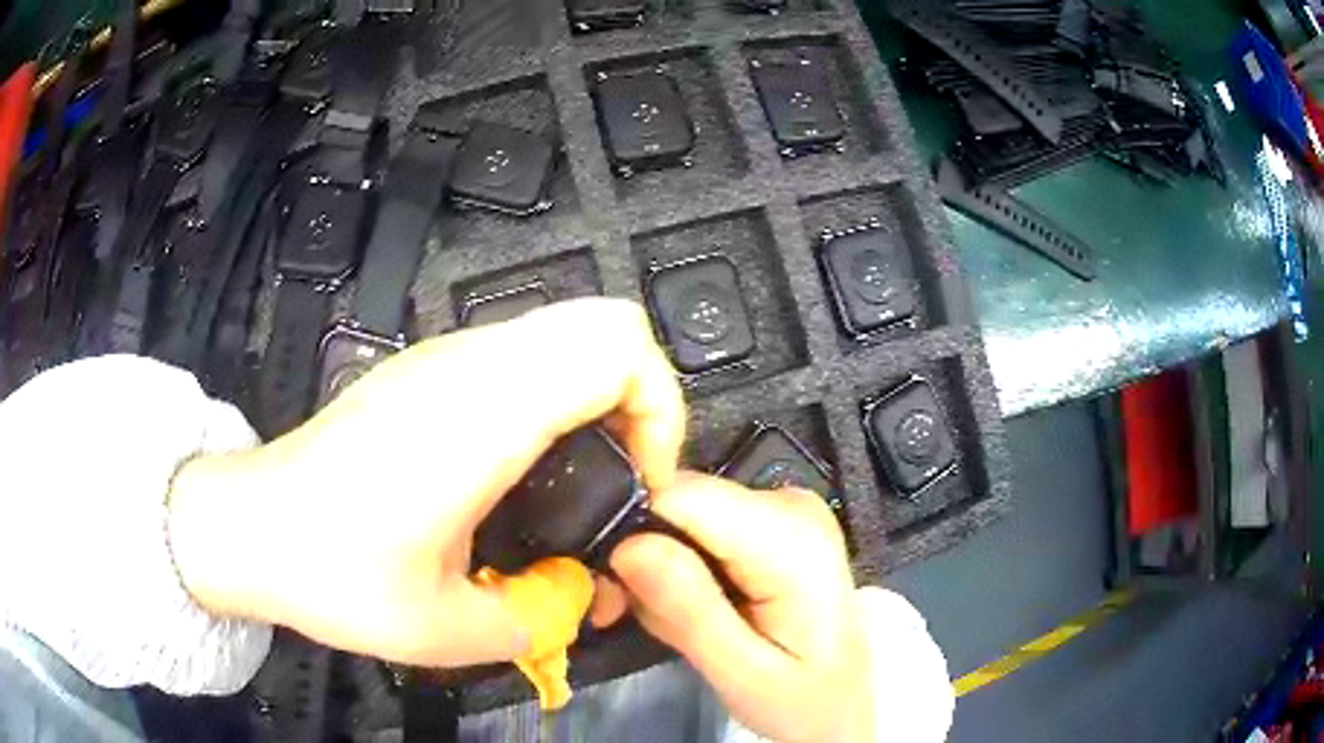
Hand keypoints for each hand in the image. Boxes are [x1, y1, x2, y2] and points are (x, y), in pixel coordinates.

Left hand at [166, 298, 685, 668]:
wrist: (251, 526)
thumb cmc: (334, 572)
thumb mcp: (443, 629)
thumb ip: (535, 621)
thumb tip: (579, 601)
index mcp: (481, 417)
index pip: (616, 348)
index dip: (659, 408)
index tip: (643, 480)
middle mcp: (467, 367)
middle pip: (604, 322)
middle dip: (641, 396)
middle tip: (621, 473)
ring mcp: (442, 358)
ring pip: (564, 331)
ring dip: (597, 395)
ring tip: (576, 477)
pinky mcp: (425, 369)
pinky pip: (522, 354)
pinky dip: (555, 393)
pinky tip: (521, 465)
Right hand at [602, 474, 875, 742]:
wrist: (840, 701)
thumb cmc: (800, 698)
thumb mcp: (742, 674)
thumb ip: (690, 610)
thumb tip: (627, 546)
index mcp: (792, 538)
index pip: (682, 494)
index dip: (634, 532)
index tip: (611, 588)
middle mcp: (788, 504)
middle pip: (678, 501)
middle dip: (641, 557)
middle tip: (623, 614)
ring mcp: (781, 507)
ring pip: (681, 515)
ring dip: (657, 569)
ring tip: (668, 624)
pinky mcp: (769, 520)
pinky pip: (698, 527)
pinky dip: (680, 569)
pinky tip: (691, 608)